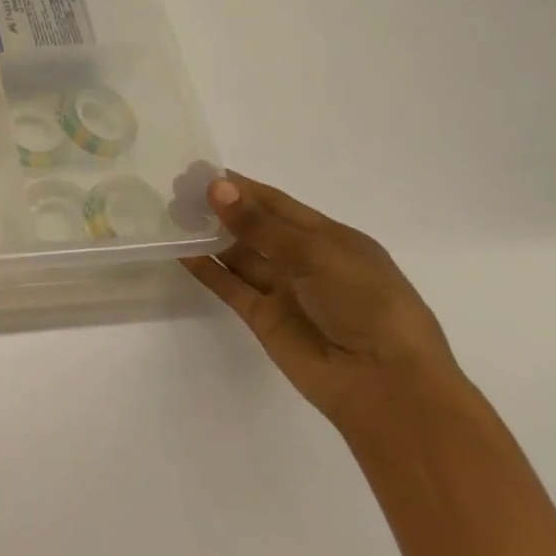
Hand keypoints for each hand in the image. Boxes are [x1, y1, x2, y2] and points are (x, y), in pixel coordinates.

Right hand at [181, 172, 469, 438]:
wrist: (385, 384)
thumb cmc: (367, 305)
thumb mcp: (318, 254)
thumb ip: (261, 225)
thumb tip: (216, 188)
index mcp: (332, 239)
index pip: (278, 204)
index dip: (242, 188)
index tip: (200, 171)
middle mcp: (306, 261)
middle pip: (255, 227)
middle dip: (220, 208)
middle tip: (176, 189)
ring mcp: (283, 290)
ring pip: (239, 255)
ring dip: (208, 235)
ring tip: (170, 213)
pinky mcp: (263, 317)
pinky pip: (229, 286)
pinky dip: (206, 269)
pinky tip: (179, 250)